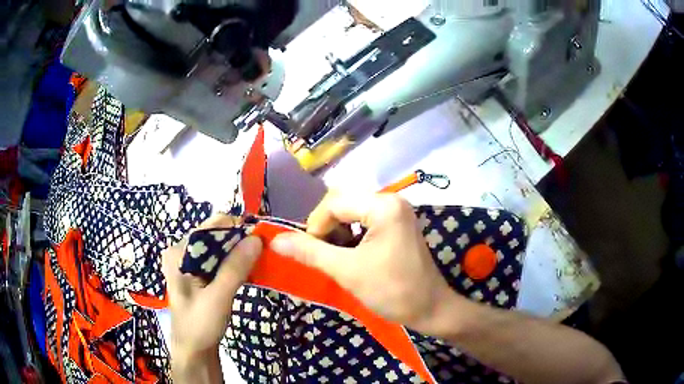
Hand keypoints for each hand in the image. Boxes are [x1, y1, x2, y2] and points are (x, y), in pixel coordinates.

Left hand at [161, 214, 261, 379]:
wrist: (194, 351)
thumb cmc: (200, 325)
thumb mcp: (218, 297)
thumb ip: (235, 268)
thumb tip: (256, 238)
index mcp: (179, 252)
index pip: (209, 227)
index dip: (235, 228)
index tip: (260, 238)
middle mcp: (182, 252)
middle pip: (214, 236)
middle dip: (239, 242)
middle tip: (263, 252)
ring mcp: (189, 264)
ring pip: (219, 249)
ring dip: (239, 254)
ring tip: (259, 261)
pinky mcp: (198, 275)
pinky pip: (219, 261)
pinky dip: (234, 264)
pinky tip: (249, 271)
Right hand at [270, 192, 458, 334]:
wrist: (430, 309)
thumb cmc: (392, 291)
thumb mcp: (347, 271)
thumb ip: (310, 252)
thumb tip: (275, 240)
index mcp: (384, 205)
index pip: (334, 203)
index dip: (315, 227)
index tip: (311, 254)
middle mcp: (391, 199)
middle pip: (342, 202)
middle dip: (326, 228)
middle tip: (324, 255)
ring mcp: (396, 210)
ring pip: (351, 211)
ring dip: (337, 232)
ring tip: (336, 257)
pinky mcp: (397, 222)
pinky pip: (363, 219)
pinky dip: (350, 234)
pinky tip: (350, 254)